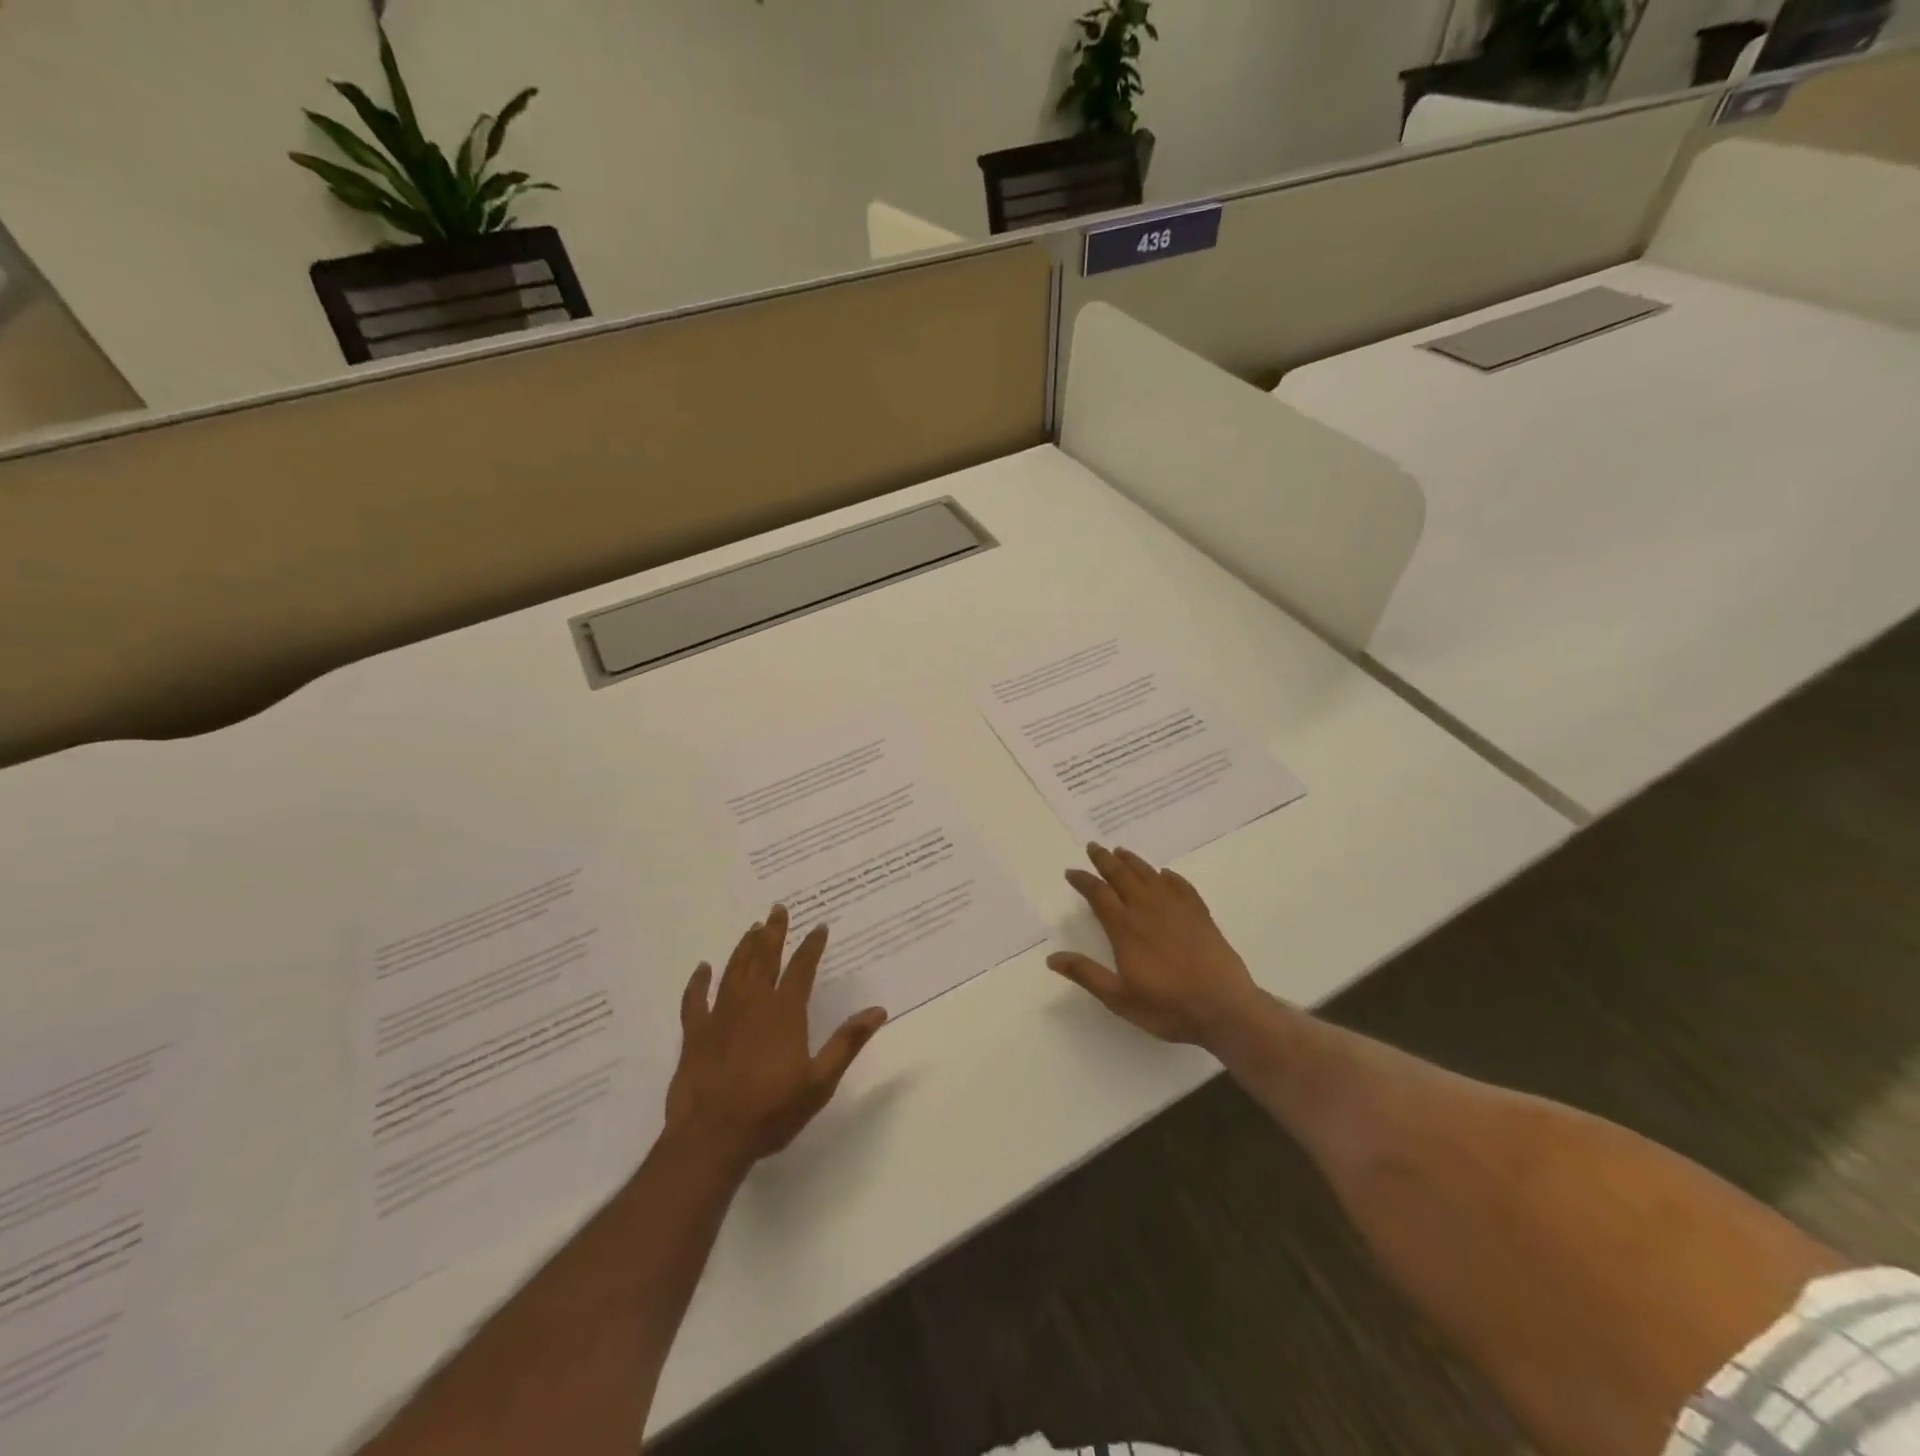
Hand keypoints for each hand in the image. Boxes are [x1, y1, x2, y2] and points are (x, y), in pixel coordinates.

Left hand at [665, 905, 886, 1174]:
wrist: (712, 1138)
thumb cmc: (772, 1111)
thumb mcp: (820, 1082)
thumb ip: (847, 1043)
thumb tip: (878, 1011)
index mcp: (785, 1013)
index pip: (801, 968)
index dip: (811, 946)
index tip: (819, 926)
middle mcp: (753, 1004)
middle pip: (764, 959)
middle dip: (773, 933)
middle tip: (777, 909)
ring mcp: (720, 1017)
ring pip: (733, 971)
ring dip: (744, 948)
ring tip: (752, 929)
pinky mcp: (695, 1034)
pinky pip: (695, 1000)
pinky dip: (698, 982)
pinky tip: (702, 968)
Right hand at [1048, 843, 1261, 1049]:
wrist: (1225, 1009)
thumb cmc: (1168, 1007)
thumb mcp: (1119, 999)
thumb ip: (1086, 974)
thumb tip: (1051, 957)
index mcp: (1125, 928)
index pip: (1099, 894)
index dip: (1083, 881)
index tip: (1071, 872)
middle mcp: (1148, 910)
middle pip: (1122, 876)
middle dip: (1105, 860)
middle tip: (1093, 847)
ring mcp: (1177, 909)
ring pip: (1150, 875)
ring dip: (1133, 861)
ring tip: (1121, 851)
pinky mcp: (1200, 915)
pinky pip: (1181, 886)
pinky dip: (1170, 877)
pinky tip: (1165, 874)